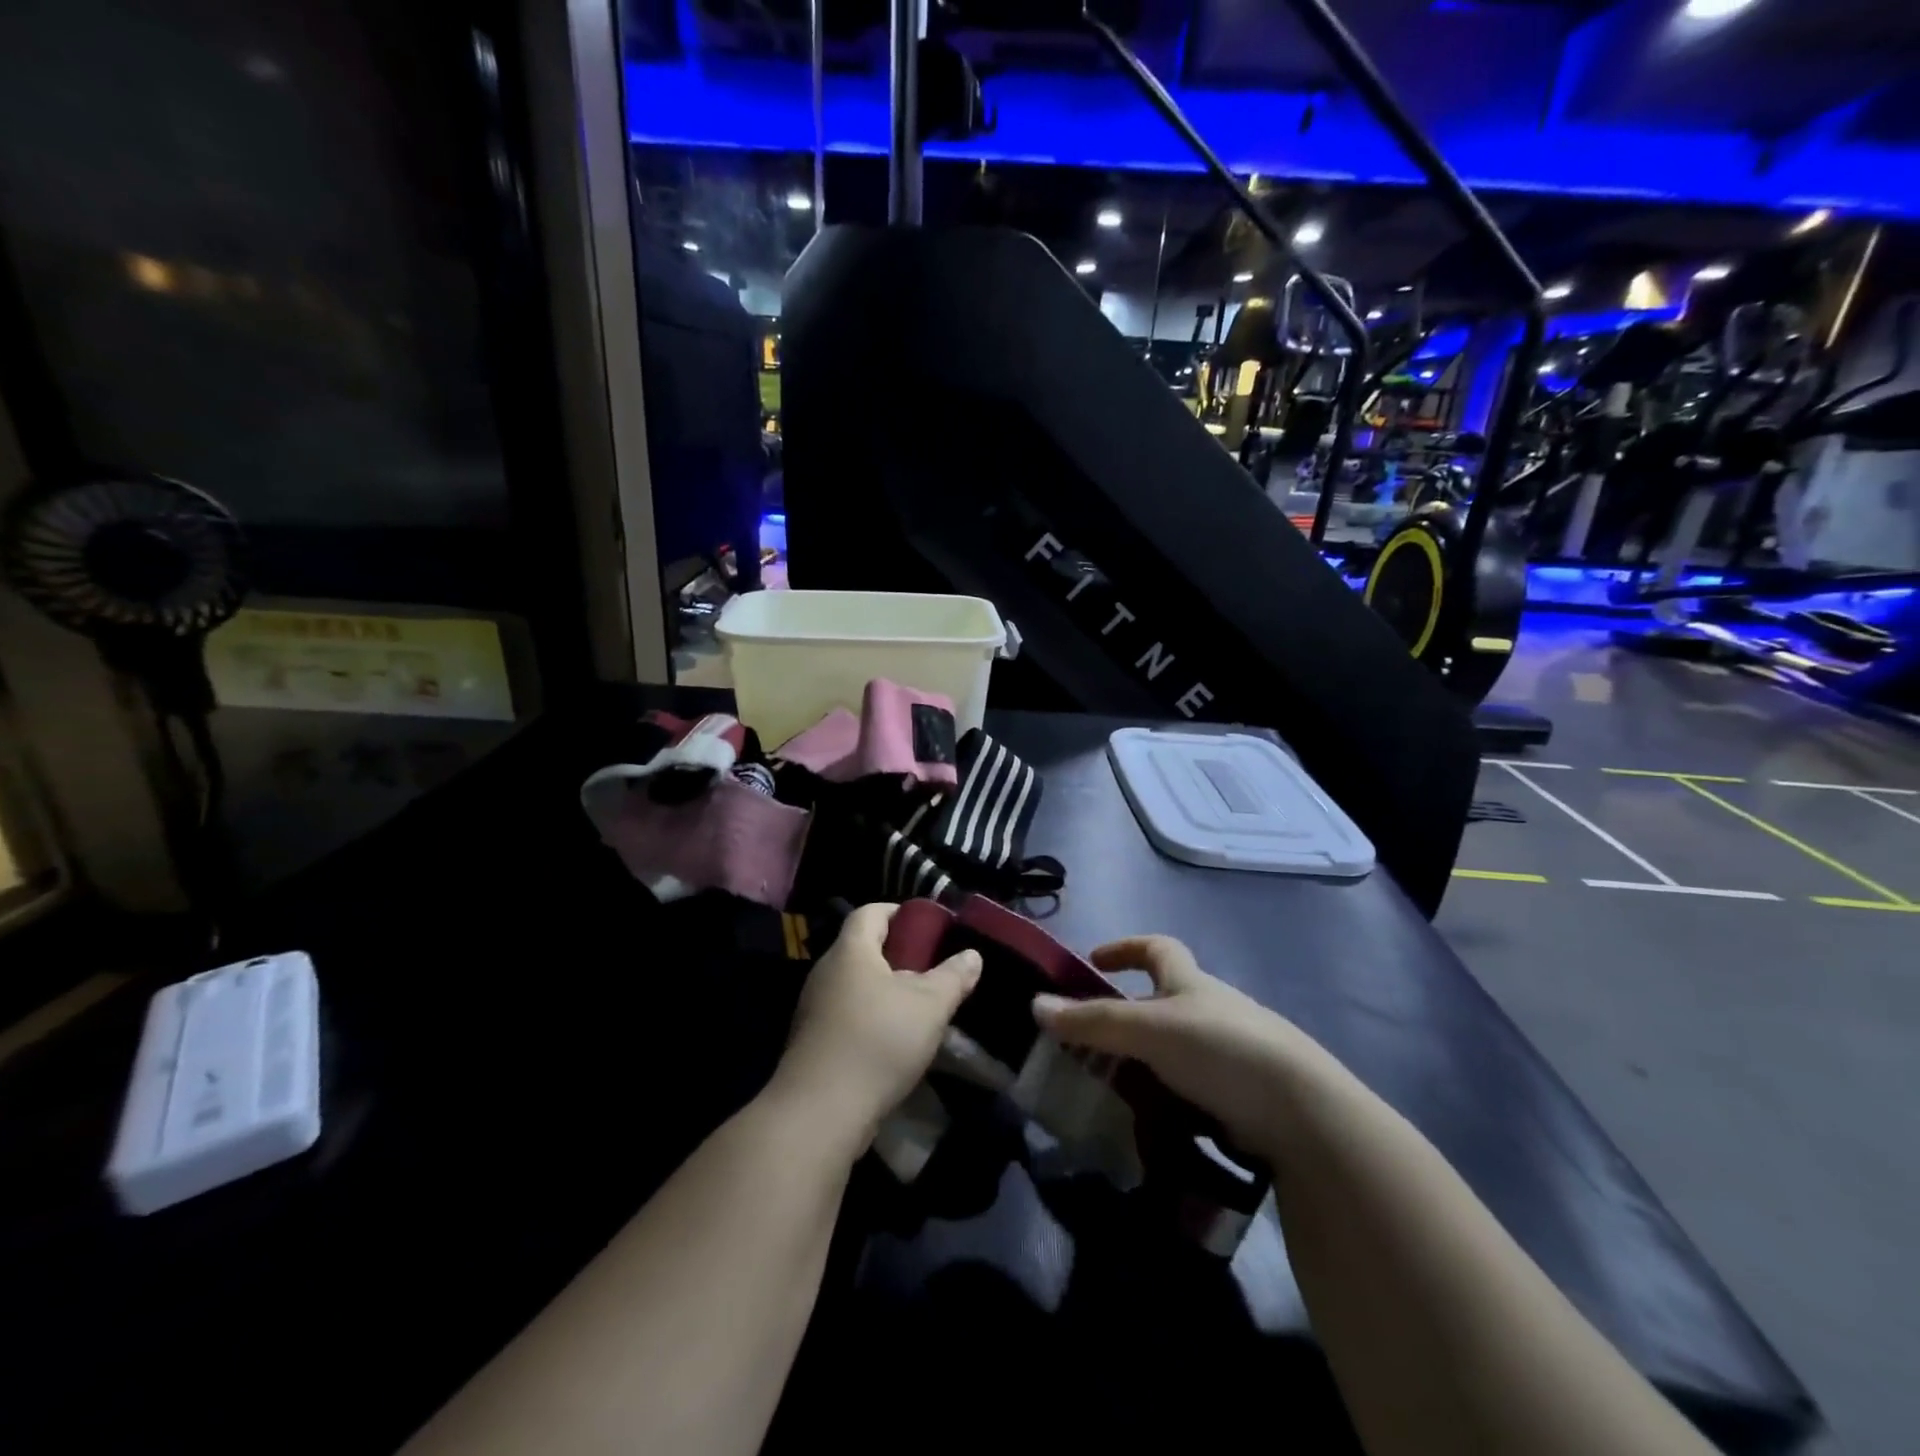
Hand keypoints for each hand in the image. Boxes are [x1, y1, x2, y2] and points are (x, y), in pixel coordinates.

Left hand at [774, 903, 981, 1144]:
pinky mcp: (812, 1041)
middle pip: (862, 948)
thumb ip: (953, 977)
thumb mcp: (930, 1006)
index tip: (927, 925)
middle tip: (930, 968)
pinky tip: (894, 1041)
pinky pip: (846, 1014)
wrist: (820, 1112)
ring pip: (854, 984)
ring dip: (884, 990)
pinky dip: (870, 1017)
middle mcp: (826, 971)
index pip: (870, 912)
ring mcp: (814, 1008)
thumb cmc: (878, 1042)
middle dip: (897, 954)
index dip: (899, 912)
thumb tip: (972, 955)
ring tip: (918, 1007)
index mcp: (851, 951)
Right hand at [1032, 935, 1329, 1156]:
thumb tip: (1035, 1005)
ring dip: (1145, 1062)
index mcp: (1191, 982)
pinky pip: (1193, 1088)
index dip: (1125, 947)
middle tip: (1091, 1042)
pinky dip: (1169, 1098)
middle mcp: (1212, 1009)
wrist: (1301, 1111)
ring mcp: (1231, 1053)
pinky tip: (1150, 1122)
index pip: (1157, 947)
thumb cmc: (1220, 1048)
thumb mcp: (1148, 1029)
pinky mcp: (1242, 1094)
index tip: (1093, 960)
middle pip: (1164, 1000)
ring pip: (1176, 1048)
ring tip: (1111, 1089)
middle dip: (1128, 1014)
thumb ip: (1093, 1021)